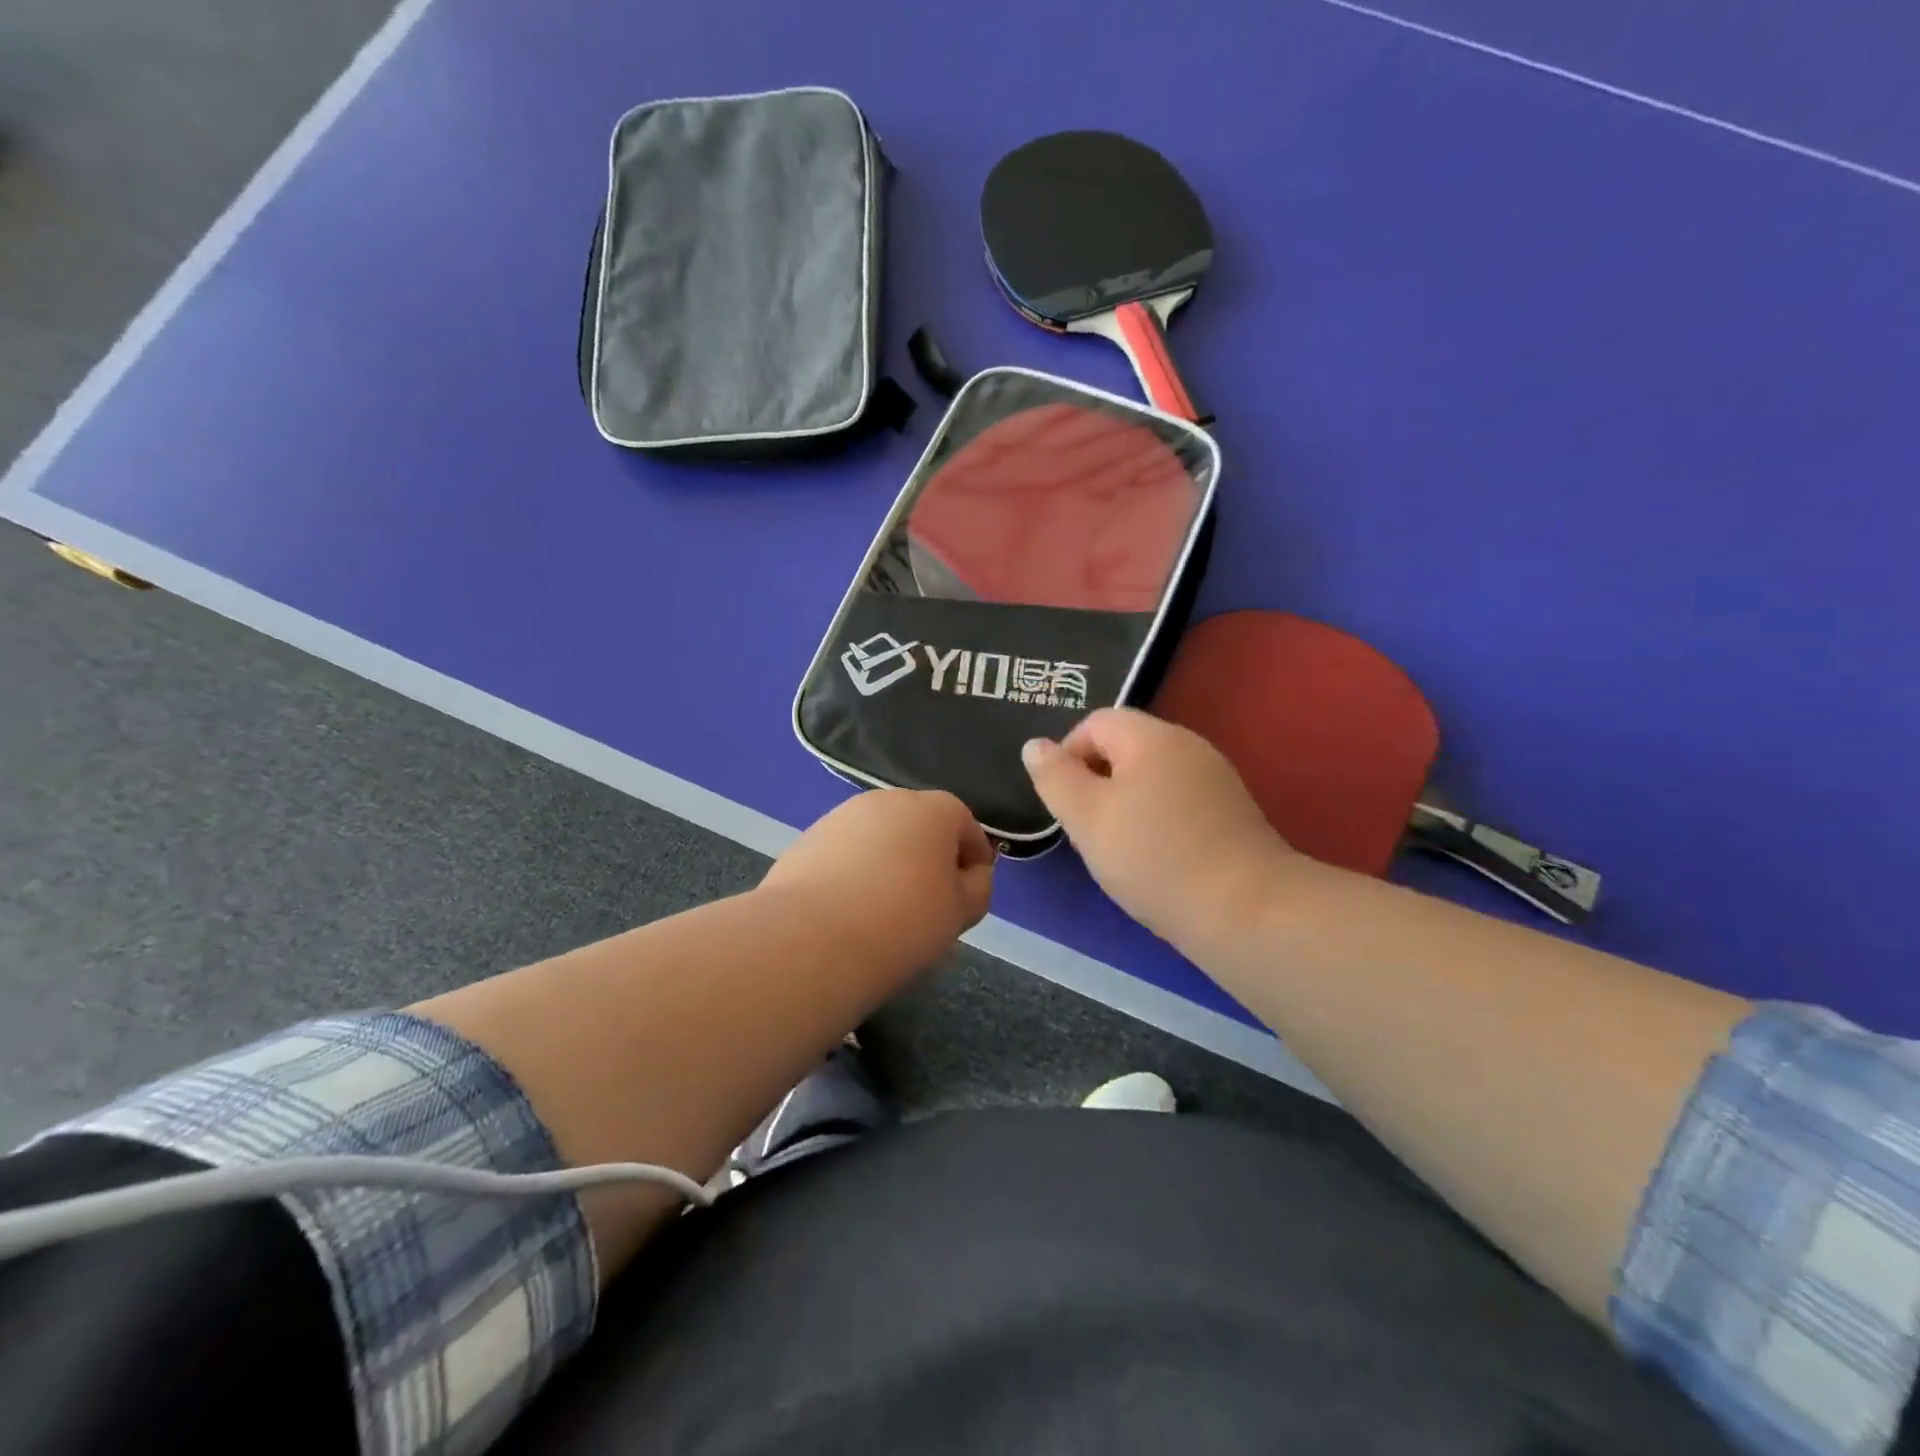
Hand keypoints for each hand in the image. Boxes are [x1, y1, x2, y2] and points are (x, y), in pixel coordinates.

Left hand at [761, 789, 996, 971]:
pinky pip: (845, 852)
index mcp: (933, 809)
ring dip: (889, 861)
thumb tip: (970, 875)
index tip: (971, 889)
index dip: (974, 857)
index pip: (965, 824)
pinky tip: (850, 908)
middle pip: (919, 824)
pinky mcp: (807, 838)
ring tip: (885, 907)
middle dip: (929, 855)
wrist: (812, 938)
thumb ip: (976, 888)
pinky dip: (855, 871)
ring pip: (879, 836)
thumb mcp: (960, 912)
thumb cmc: (903, 922)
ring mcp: (842, 815)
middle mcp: (888, 800)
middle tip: (929, 900)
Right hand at [1023, 708, 1298, 949]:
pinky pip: (1179, 800)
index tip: (1062, 801)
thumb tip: (1035, 746)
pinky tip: (1156, 859)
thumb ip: (1055, 776)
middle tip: (1085, 827)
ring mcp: (1216, 778)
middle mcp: (1188, 745)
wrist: (1245, 910)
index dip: (1068, 754)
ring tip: (1117, 847)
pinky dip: (1157, 820)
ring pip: (1152, 777)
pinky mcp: (1233, 811)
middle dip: (1096, 781)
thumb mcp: (1086, 817)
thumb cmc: (1153, 857)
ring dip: (1125, 803)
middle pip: (1126, 747)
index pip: (1096, 722)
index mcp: (1151, 736)